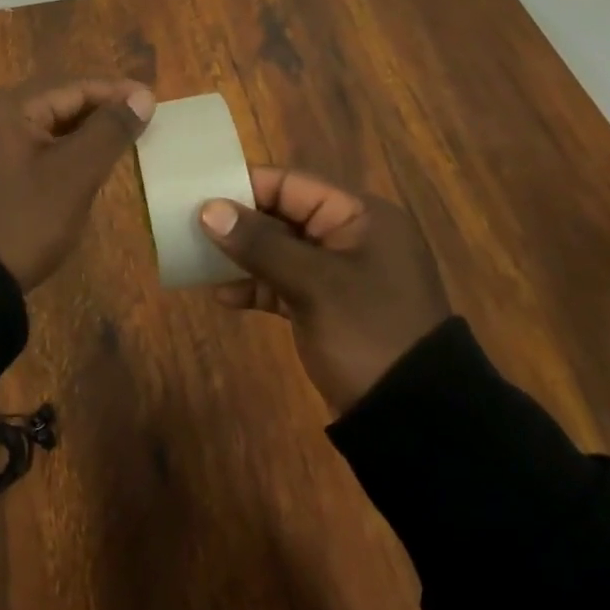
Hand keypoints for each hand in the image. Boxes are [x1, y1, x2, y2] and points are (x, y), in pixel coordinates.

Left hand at [0, 77, 156, 289]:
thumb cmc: (24, 221)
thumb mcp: (74, 175)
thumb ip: (109, 130)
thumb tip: (142, 95)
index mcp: (8, 105)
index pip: (74, 87)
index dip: (116, 93)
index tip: (154, 102)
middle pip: (58, 102)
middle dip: (101, 110)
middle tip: (142, 121)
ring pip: (46, 125)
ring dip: (83, 131)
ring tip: (121, 139)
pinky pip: (32, 145)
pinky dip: (61, 149)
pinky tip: (85, 162)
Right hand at [198, 168, 449, 413]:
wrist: (417, 424)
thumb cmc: (368, 334)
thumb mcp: (313, 285)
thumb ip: (260, 244)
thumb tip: (208, 209)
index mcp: (360, 216)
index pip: (292, 185)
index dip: (246, 186)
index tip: (201, 194)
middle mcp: (352, 237)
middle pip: (284, 215)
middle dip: (239, 223)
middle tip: (192, 228)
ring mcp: (342, 275)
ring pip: (281, 251)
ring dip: (244, 257)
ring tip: (200, 262)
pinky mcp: (330, 309)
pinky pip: (286, 284)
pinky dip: (258, 287)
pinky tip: (225, 297)